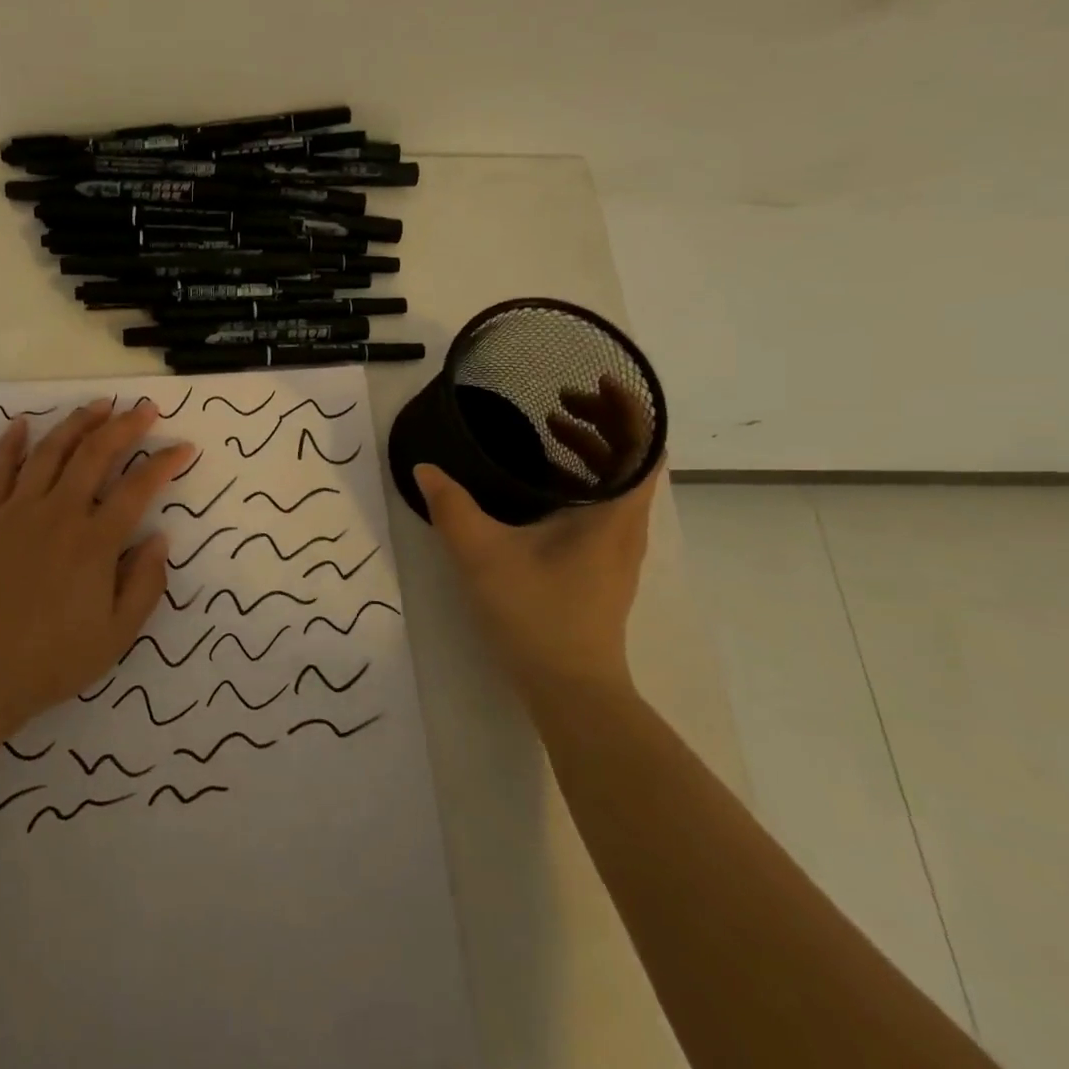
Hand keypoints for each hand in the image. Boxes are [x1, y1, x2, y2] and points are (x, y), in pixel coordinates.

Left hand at [0, 399, 194, 734]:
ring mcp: (18, 512)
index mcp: (96, 543)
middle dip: (125, 425)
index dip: (165, 462)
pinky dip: (11, 444)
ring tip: (98, 405)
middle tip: (145, 408)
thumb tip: (160, 538)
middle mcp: (59, 515)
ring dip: (77, 423)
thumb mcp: (117, 635)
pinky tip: (22, 423)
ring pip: (51, 452)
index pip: (139, 488)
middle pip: (96, 454)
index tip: (184, 447)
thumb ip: (145, 584)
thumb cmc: (54, 659)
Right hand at [415, 374, 661, 696]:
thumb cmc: (536, 614)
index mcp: (614, 513)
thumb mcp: (482, 553)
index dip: (628, 407)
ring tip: (550, 428)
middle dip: (603, 420)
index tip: (597, 381)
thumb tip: (425, 469)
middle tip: (560, 399)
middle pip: (634, 458)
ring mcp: (617, 547)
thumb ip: (451, 506)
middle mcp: (626, 524)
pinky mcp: (602, 565)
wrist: (569, 688)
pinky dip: (581, 478)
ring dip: (592, 449)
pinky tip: (540, 482)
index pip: (644, 445)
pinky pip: (604, 503)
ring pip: (619, 482)